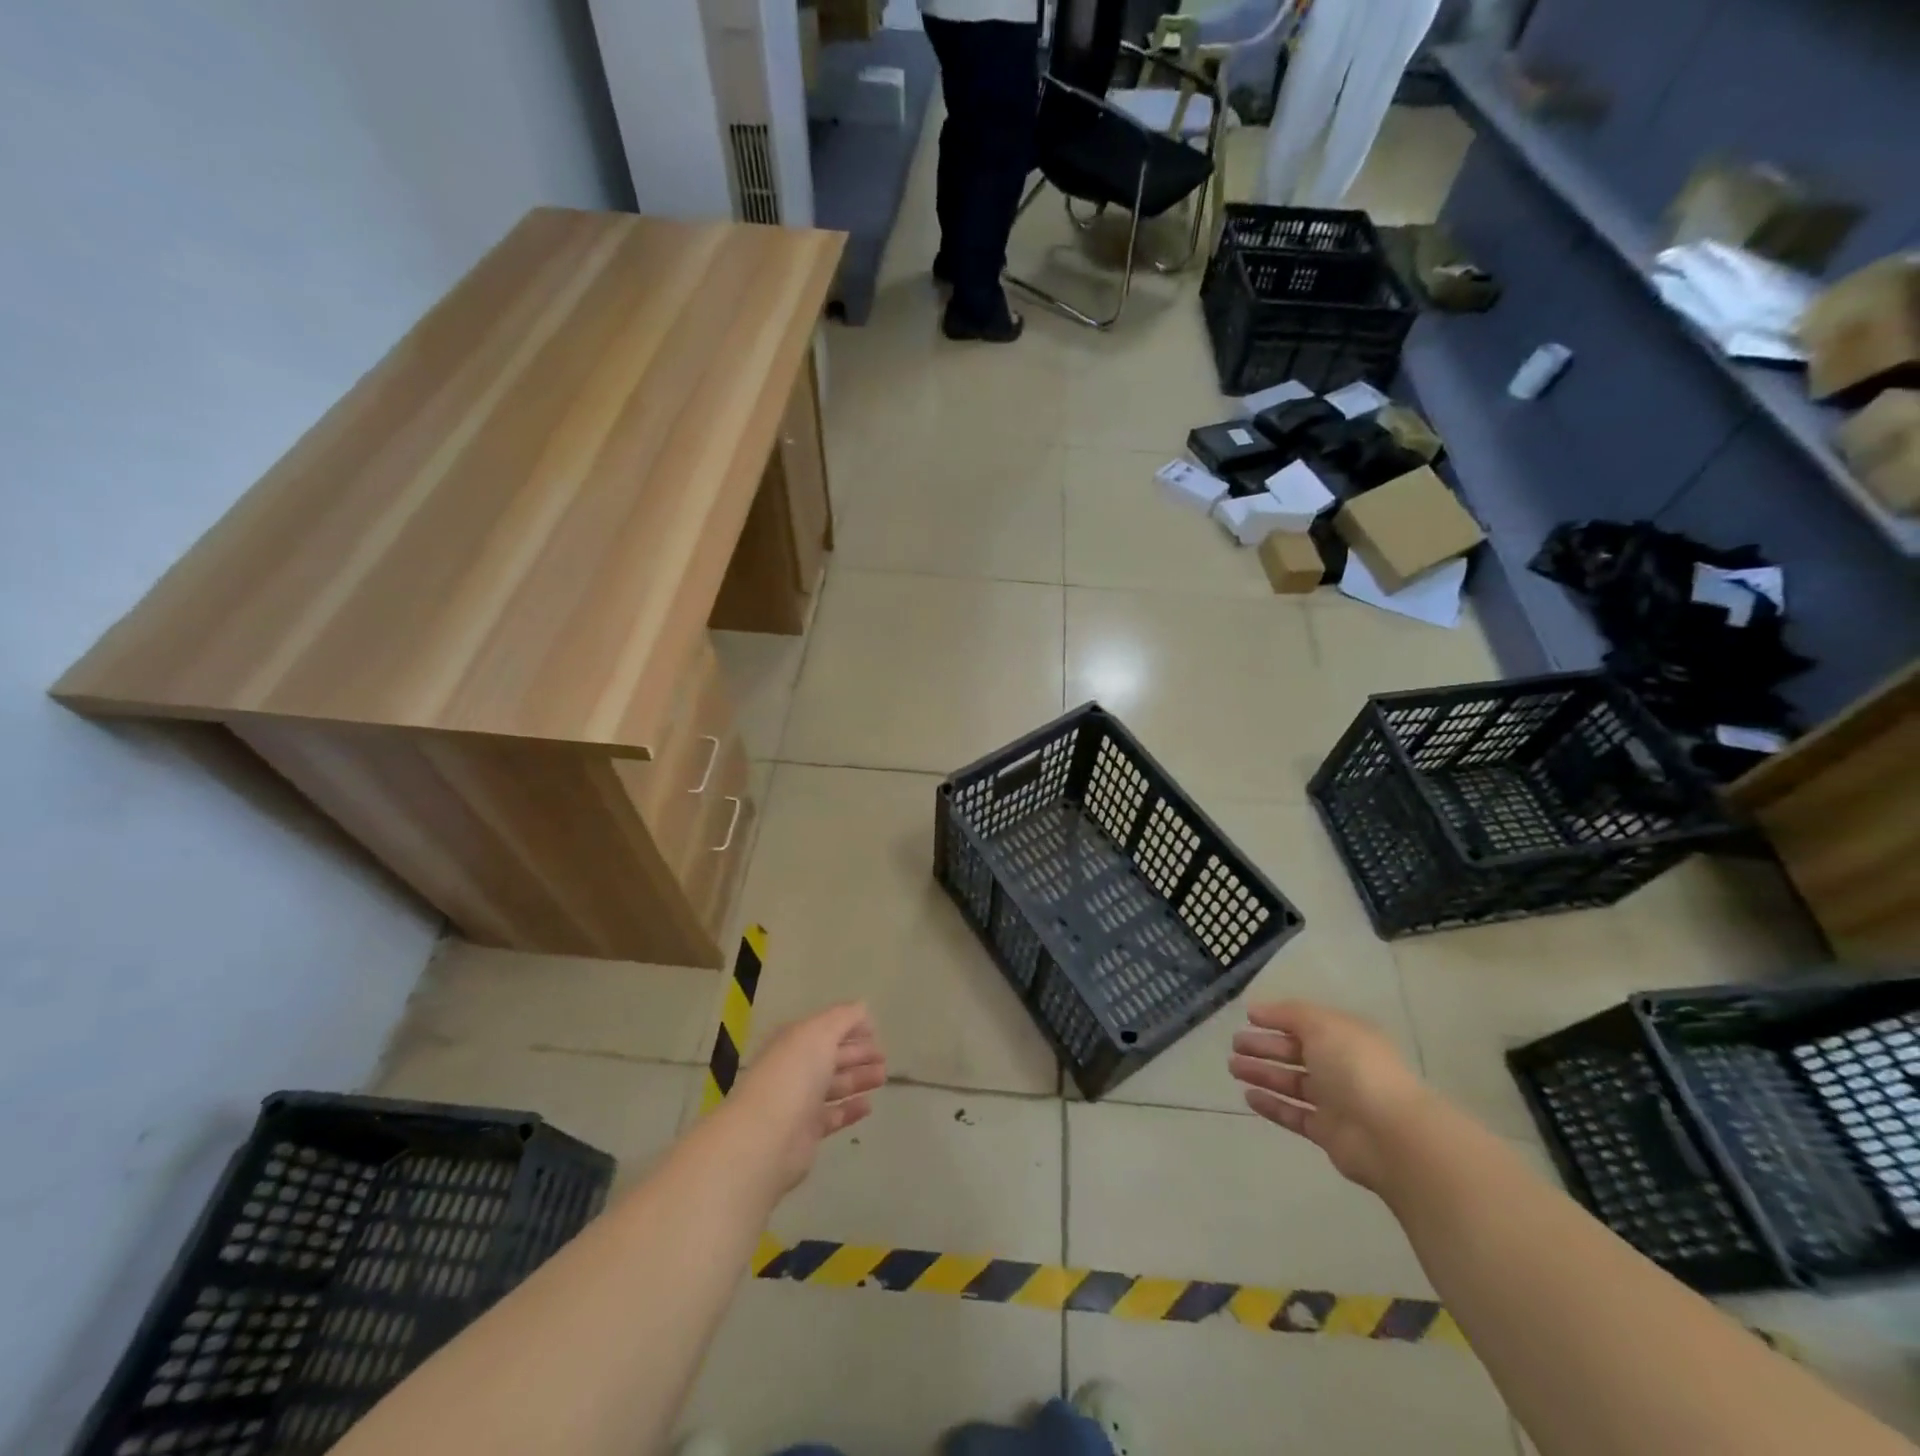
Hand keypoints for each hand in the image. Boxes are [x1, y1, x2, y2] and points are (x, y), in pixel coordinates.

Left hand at [721, 1003, 886, 1194]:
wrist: (766, 1137)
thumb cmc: (794, 1075)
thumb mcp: (820, 1032)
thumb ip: (843, 1017)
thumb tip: (861, 1008)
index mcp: (794, 1040)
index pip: (825, 1028)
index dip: (850, 1026)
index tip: (875, 1030)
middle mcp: (795, 1068)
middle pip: (831, 1056)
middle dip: (858, 1053)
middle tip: (884, 1056)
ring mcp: (800, 1101)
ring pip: (834, 1085)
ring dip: (858, 1079)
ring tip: (882, 1077)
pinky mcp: (806, 1132)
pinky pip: (833, 1116)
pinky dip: (850, 1110)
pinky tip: (868, 1106)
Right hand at [1227, 1000, 1431, 1192]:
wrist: (1390, 1134)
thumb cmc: (1356, 1067)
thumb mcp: (1322, 1025)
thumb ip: (1288, 1014)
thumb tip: (1256, 1010)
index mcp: (1344, 1037)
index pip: (1305, 1023)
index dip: (1276, 1019)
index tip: (1247, 1017)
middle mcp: (1340, 1066)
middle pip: (1295, 1053)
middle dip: (1264, 1047)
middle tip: (1234, 1045)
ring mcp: (1335, 1101)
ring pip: (1291, 1083)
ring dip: (1262, 1074)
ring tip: (1233, 1068)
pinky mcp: (1327, 1132)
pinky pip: (1293, 1115)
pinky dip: (1271, 1105)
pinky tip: (1248, 1096)